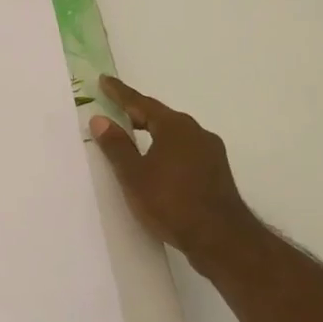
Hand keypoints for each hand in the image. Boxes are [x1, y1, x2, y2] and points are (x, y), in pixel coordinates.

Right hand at [89, 76, 265, 270]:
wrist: (222, 240)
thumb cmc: (172, 203)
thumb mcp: (134, 175)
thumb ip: (116, 145)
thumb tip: (100, 119)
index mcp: (175, 127)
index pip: (141, 103)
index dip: (120, 93)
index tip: (104, 81)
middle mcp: (196, 133)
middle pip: (160, 116)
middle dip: (137, 112)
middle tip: (114, 109)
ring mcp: (211, 153)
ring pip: (174, 134)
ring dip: (152, 132)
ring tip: (133, 136)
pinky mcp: (216, 173)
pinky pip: (184, 150)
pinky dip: (165, 148)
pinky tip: (157, 163)